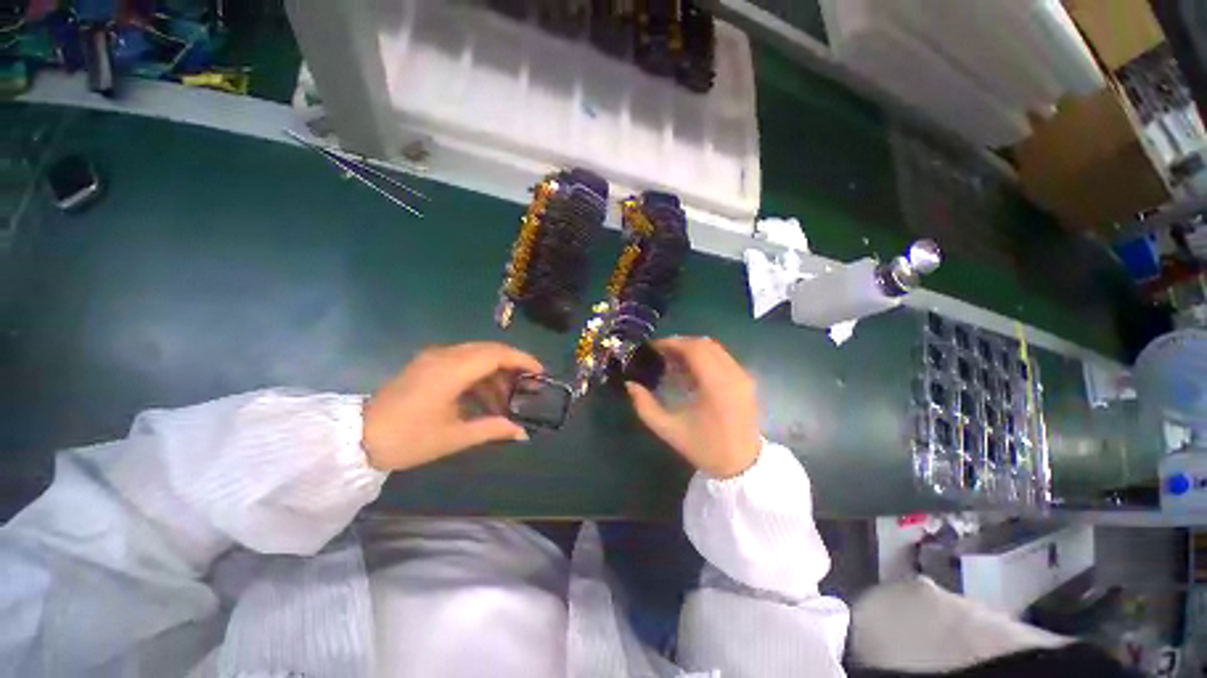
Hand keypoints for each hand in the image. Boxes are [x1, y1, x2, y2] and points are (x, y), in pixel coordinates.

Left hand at [362, 342, 542, 471]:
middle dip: (513, 365)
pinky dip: (480, 374)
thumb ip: (493, 429)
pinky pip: (463, 361)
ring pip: (477, 355)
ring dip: (496, 372)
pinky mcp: (427, 364)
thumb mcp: (455, 436)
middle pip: (490, 350)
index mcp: (452, 370)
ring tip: (507, 398)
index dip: (523, 360)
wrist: (356, 439)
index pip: (497, 354)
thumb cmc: (408, 439)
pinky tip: (485, 397)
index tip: (541, 372)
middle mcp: (445, 355)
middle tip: (528, 384)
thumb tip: (522, 433)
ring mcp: (434, 357)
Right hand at [626, 337, 761, 478]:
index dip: (672, 343)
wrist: (742, 465)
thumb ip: (645, 406)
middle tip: (661, 353)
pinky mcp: (747, 380)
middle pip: (705, 344)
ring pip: (715, 348)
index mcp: (716, 386)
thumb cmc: (704, 447)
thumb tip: (630, 384)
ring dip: (692, 349)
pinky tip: (691, 371)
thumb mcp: (668, 430)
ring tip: (673, 361)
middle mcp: (733, 374)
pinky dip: (705, 357)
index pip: (694, 349)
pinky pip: (723, 358)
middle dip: (680, 344)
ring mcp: (743, 376)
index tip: (654, 347)